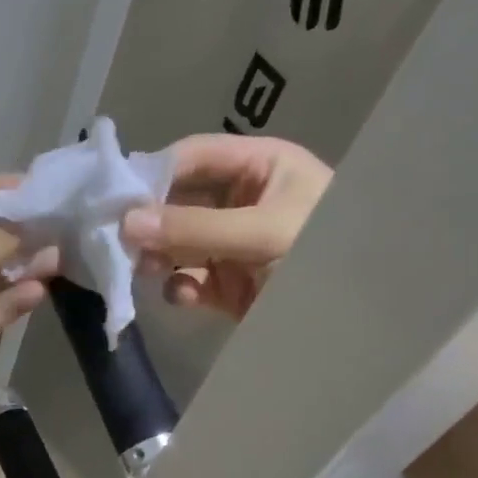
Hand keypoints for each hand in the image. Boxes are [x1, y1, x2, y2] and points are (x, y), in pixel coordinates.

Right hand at [121, 134, 332, 317]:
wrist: (362, 320)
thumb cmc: (324, 251)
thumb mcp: (262, 231)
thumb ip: (193, 226)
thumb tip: (125, 223)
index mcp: (260, 167)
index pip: (194, 157)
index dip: (154, 172)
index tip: (115, 196)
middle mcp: (242, 201)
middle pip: (179, 201)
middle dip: (150, 221)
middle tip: (117, 239)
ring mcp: (233, 245)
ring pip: (178, 243)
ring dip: (158, 256)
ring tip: (143, 269)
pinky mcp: (228, 285)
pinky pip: (190, 279)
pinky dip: (179, 287)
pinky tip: (180, 294)